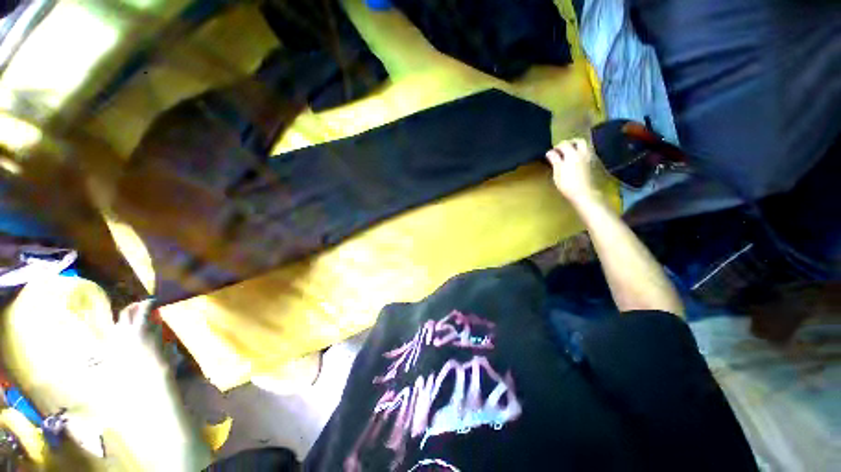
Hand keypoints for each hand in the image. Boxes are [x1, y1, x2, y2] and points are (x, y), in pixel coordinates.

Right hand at [545, 138, 600, 204]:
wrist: (585, 193)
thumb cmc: (568, 184)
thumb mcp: (557, 172)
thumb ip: (554, 160)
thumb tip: (550, 152)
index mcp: (572, 153)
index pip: (564, 144)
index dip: (557, 147)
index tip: (551, 152)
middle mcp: (583, 152)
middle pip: (578, 141)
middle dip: (571, 143)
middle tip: (563, 149)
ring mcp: (591, 158)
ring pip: (586, 146)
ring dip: (578, 147)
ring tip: (571, 154)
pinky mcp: (595, 164)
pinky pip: (589, 153)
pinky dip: (583, 153)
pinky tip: (578, 161)